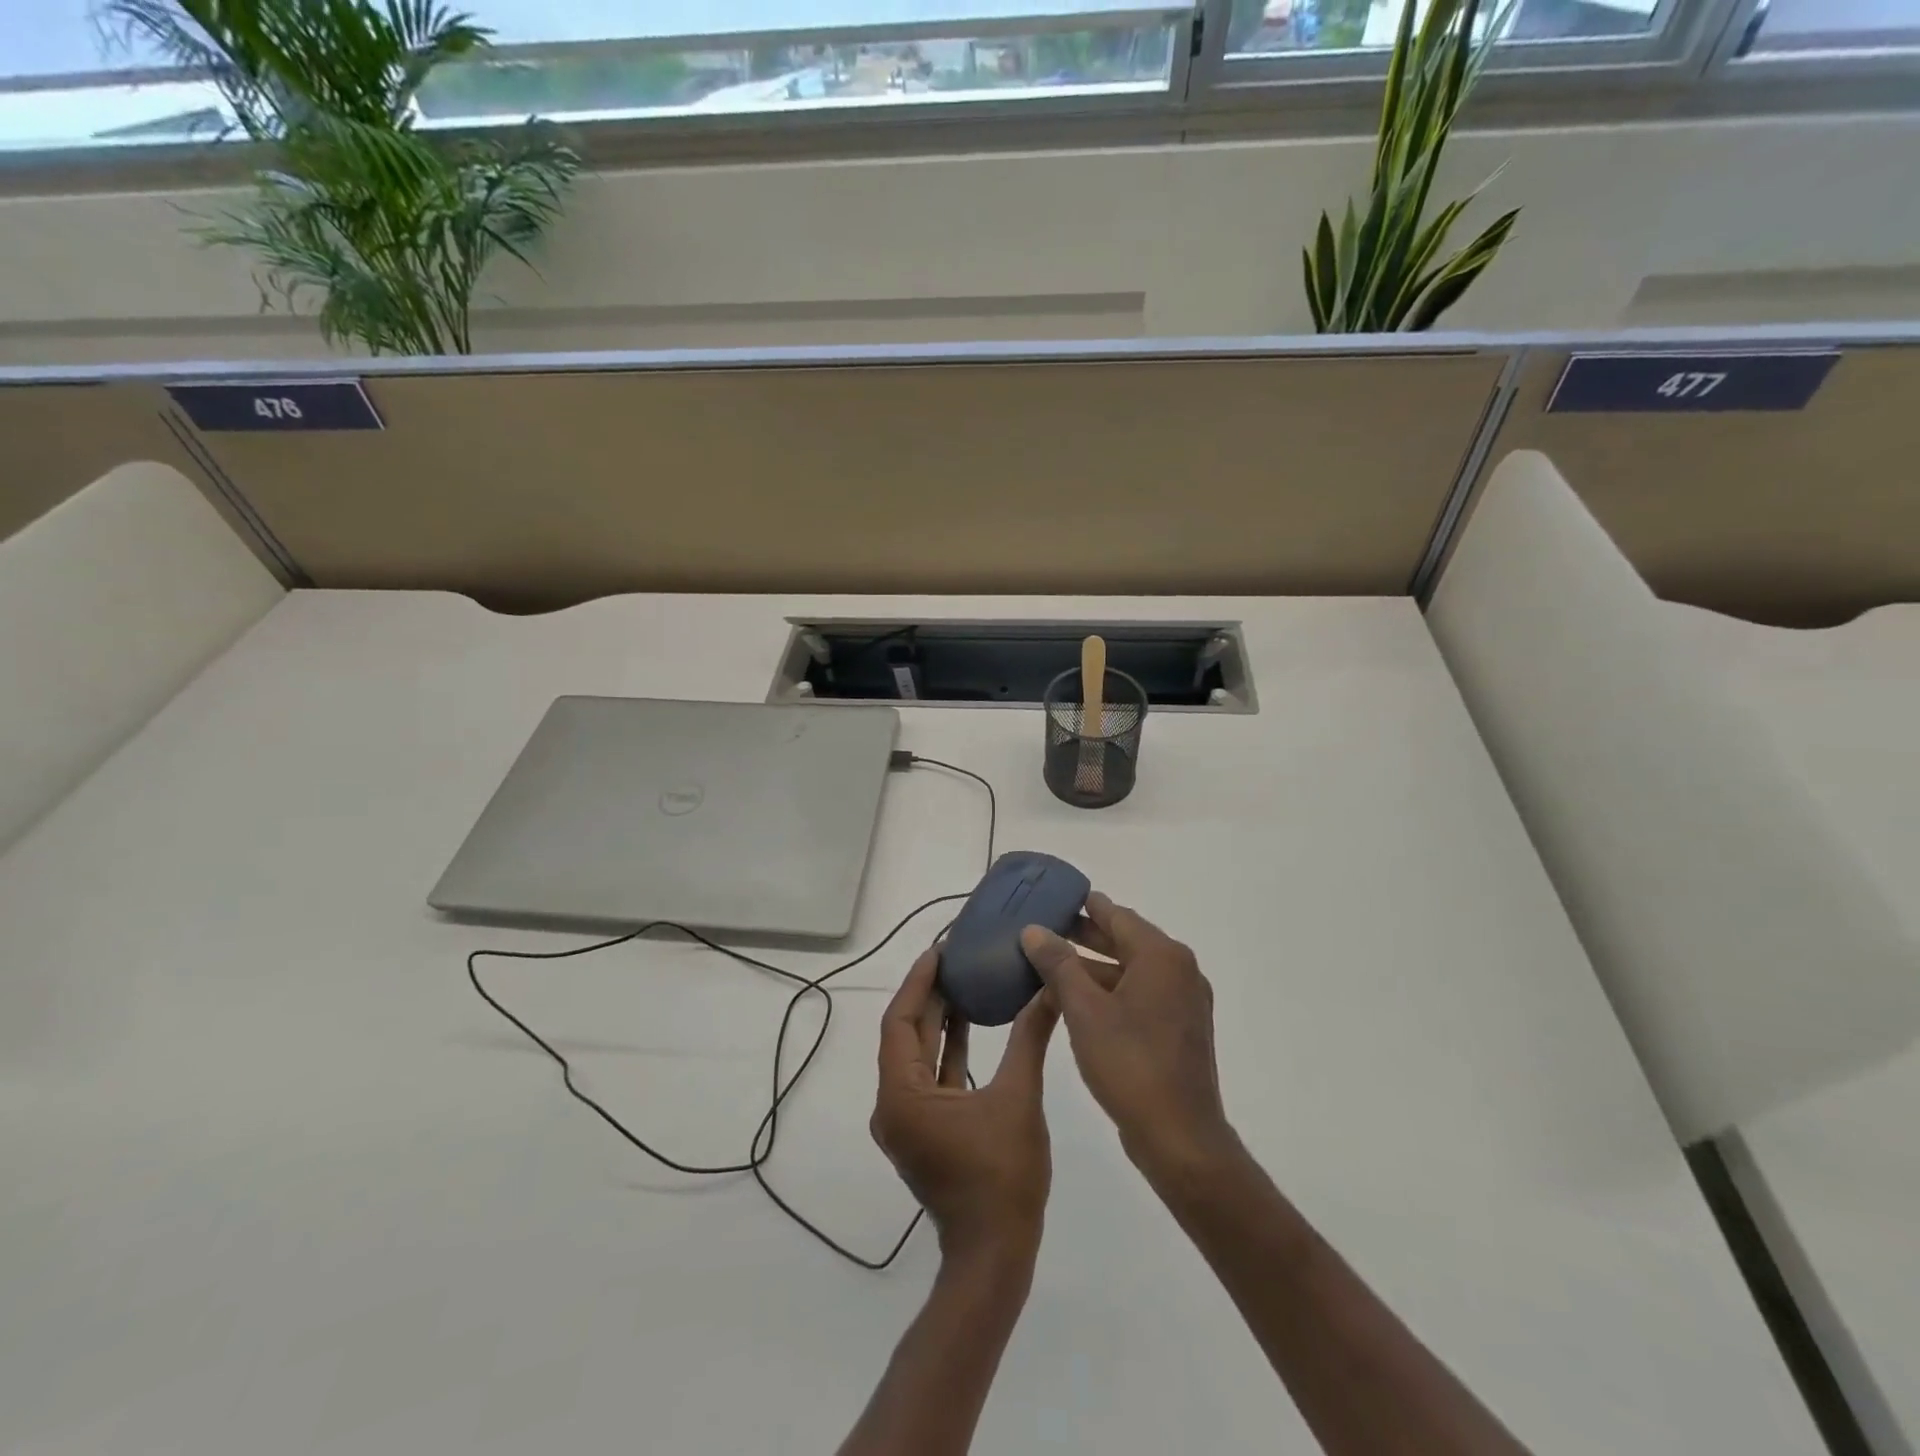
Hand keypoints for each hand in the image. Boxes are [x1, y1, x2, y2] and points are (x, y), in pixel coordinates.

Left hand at [871, 945, 1058, 1261]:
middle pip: (907, 1034)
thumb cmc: (1002, 1176)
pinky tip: (970, 1023)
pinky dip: (946, 1049)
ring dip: (938, 1019)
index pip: (901, 1020)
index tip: (938, 949)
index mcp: (903, 1094)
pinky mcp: (924, 1131)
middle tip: (955, 956)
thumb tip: (1049, 990)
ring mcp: (907, 1121)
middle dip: (929, 994)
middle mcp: (893, 1104)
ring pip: (918, 1055)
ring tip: (964, 978)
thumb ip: (1029, 1039)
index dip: (918, 981)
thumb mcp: (1018, 1098)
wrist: (994, 1254)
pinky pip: (930, 1077)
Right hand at [1020, 893, 1236, 1183]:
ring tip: (1053, 966)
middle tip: (1046, 930)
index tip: (1056, 899)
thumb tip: (1034, 930)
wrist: (1180, 1137)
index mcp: (1162, 957)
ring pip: (1133, 970)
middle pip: (1127, 940)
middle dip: (1087, 936)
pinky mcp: (1181, 1030)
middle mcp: (1180, 971)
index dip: (1085, 906)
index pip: (1118, 915)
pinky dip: (1111, 990)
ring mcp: (1184, 1003)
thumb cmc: (1130, 1063)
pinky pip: (1141, 995)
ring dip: (1096, 967)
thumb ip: (1058, 964)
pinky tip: (1080, 1002)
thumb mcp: (1084, 1010)